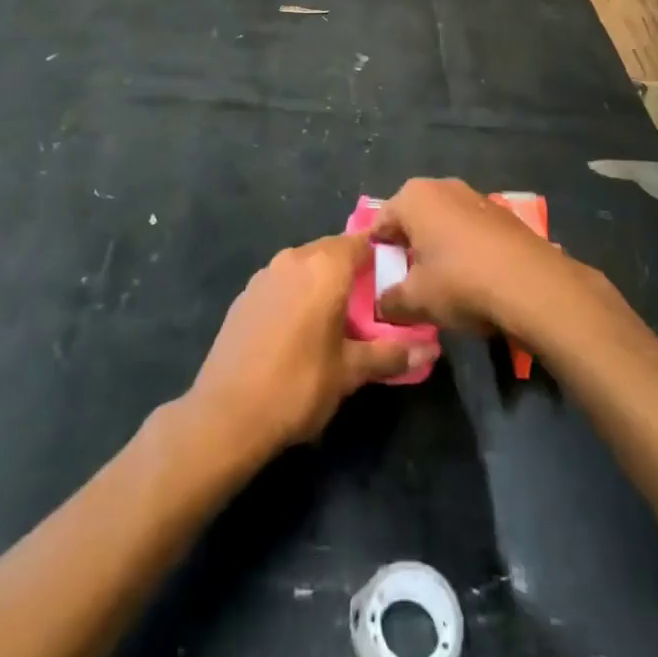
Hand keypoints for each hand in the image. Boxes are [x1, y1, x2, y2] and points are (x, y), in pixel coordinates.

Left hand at [186, 233, 436, 461]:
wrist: (226, 414)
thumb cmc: (298, 386)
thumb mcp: (350, 372)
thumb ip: (391, 354)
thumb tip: (431, 348)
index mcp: (324, 267)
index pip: (361, 242)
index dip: (380, 255)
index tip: (395, 278)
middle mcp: (294, 259)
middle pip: (332, 251)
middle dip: (352, 271)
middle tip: (370, 306)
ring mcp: (265, 274)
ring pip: (305, 265)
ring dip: (322, 282)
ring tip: (336, 320)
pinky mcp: (245, 294)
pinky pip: (282, 282)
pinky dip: (296, 294)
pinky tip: (298, 330)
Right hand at [370, 178, 578, 336]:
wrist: (533, 285)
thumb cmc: (461, 283)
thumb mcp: (415, 301)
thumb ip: (390, 302)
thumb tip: (383, 305)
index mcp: (413, 197)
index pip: (379, 223)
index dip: (375, 254)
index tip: (378, 281)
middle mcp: (442, 186)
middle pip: (412, 219)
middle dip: (407, 248)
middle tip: (407, 283)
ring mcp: (475, 196)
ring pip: (442, 223)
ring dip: (437, 248)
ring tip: (441, 284)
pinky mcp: (501, 213)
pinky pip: (469, 230)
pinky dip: (464, 249)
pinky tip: (472, 279)